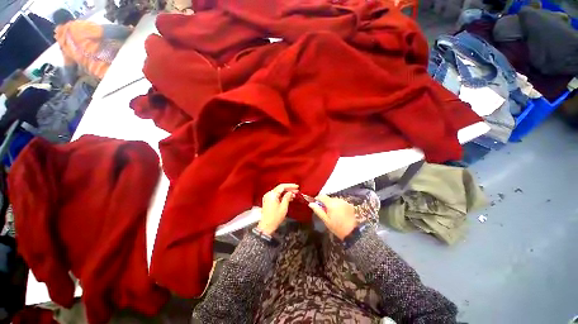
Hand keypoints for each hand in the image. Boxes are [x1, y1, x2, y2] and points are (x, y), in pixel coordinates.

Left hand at [258, 183, 298, 234]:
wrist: (266, 226)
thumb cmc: (274, 218)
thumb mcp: (284, 207)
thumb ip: (287, 197)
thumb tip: (290, 193)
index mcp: (272, 194)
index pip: (282, 186)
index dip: (290, 186)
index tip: (296, 187)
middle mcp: (269, 194)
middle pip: (280, 189)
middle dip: (289, 189)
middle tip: (296, 190)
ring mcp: (268, 198)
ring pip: (279, 192)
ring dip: (286, 193)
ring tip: (294, 195)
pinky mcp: (268, 201)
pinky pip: (276, 196)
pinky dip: (282, 196)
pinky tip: (288, 198)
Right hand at [308, 195, 356, 239]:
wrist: (352, 232)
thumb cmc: (337, 227)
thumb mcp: (325, 220)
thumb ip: (318, 210)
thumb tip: (310, 204)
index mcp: (331, 203)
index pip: (322, 196)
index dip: (317, 198)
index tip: (315, 203)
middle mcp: (338, 200)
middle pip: (328, 198)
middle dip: (325, 203)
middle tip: (324, 211)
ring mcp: (344, 202)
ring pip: (335, 200)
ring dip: (332, 204)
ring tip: (332, 213)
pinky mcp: (349, 205)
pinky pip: (340, 202)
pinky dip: (338, 205)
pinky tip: (339, 213)